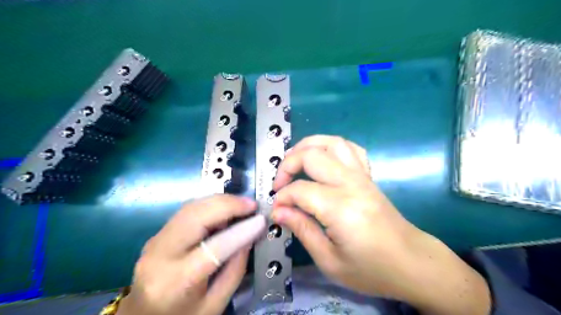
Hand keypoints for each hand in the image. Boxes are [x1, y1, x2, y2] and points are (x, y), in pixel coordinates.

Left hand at [120, 195, 256, 314]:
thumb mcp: (214, 305)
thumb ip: (235, 270)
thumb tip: (249, 235)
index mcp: (176, 282)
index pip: (214, 247)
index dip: (241, 231)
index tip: (260, 220)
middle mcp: (160, 255)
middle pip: (196, 217)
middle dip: (228, 205)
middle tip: (251, 204)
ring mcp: (154, 241)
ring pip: (190, 208)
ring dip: (219, 201)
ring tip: (242, 204)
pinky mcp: (157, 234)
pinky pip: (187, 211)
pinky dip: (209, 205)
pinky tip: (224, 209)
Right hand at [270, 135, 488, 314]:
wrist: (411, 262)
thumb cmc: (371, 269)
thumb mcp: (330, 260)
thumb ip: (302, 230)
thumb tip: (278, 212)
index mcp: (340, 207)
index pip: (300, 190)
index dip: (282, 198)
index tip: (277, 211)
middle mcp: (351, 183)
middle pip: (312, 156)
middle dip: (288, 165)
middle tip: (279, 184)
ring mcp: (362, 176)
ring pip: (332, 142)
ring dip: (308, 145)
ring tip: (293, 159)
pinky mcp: (369, 176)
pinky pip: (351, 149)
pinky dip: (332, 146)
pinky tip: (323, 158)